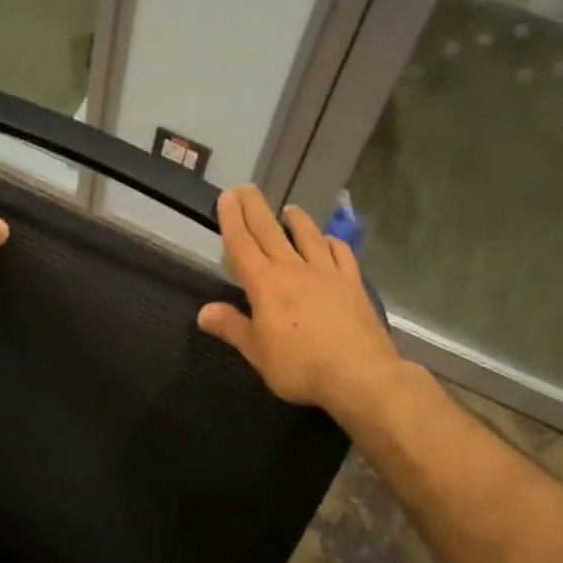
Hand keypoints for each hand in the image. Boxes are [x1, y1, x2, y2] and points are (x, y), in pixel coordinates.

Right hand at [197, 186, 401, 415]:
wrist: (359, 375)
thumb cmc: (299, 366)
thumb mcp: (257, 353)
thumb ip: (231, 327)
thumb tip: (203, 311)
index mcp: (265, 285)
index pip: (243, 245)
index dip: (232, 220)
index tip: (227, 198)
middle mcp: (294, 270)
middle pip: (270, 232)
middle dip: (255, 209)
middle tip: (246, 188)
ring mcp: (327, 274)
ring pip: (308, 237)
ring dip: (297, 220)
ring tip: (289, 209)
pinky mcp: (353, 285)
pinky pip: (341, 255)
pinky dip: (333, 243)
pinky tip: (330, 241)